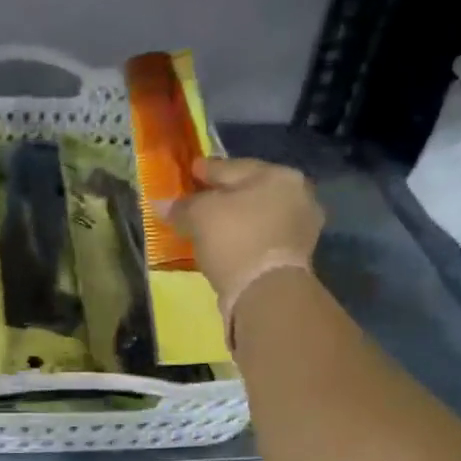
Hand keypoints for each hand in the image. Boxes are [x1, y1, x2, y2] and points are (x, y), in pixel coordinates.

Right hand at [164, 157, 323, 313]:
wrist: (266, 293)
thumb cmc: (235, 239)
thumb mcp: (200, 215)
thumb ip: (181, 206)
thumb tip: (161, 203)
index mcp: (279, 175)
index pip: (233, 167)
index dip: (207, 170)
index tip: (190, 171)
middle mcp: (297, 197)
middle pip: (248, 192)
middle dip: (222, 196)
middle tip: (197, 200)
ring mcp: (300, 229)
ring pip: (255, 218)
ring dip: (233, 221)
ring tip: (207, 228)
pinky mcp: (295, 258)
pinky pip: (259, 240)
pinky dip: (241, 240)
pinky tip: (223, 246)